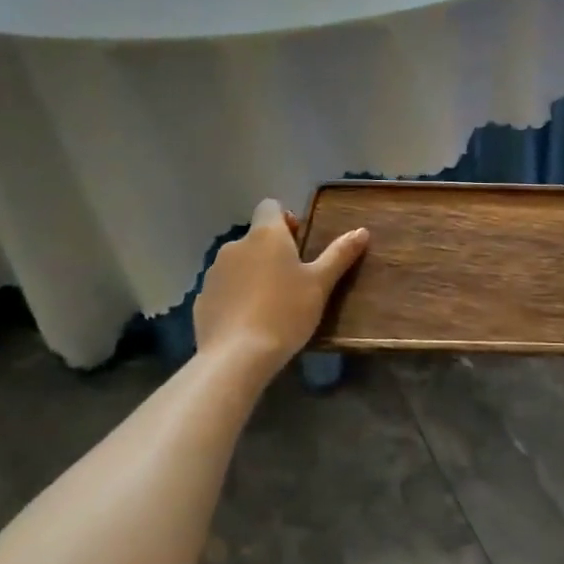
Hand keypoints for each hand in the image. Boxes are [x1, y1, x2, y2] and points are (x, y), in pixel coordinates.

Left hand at [193, 199, 367, 375]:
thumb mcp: (320, 284)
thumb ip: (340, 254)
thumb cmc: (286, 311)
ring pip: (238, 263)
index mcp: (266, 235)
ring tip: (270, 303)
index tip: (299, 243)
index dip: (285, 219)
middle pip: (256, 237)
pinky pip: (224, 288)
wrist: (237, 357)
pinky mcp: (201, 299)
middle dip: (272, 251)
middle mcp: (235, 245)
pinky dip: (236, 296)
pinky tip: (248, 321)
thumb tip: (362, 231)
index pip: (270, 206)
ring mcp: (214, 272)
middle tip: (292, 279)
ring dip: (253, 273)